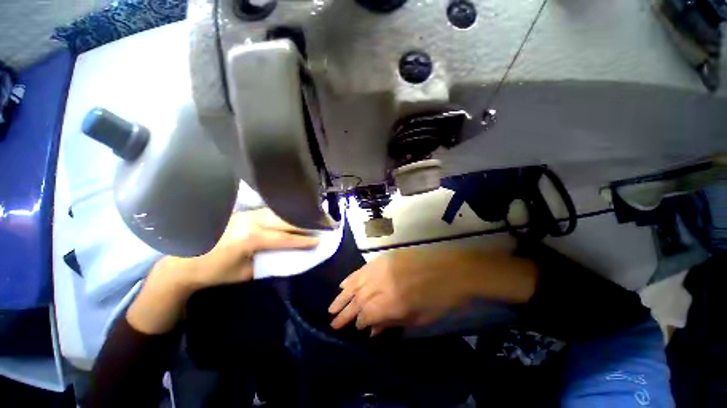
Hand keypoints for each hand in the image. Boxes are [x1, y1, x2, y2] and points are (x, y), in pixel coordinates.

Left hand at [173, 208, 320, 290]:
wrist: (183, 264)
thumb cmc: (215, 273)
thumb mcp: (246, 273)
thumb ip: (269, 261)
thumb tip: (289, 255)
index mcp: (250, 239)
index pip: (284, 238)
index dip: (303, 240)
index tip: (319, 240)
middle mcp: (250, 222)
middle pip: (284, 220)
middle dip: (304, 223)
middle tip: (320, 224)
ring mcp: (245, 215)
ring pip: (277, 213)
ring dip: (295, 216)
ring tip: (310, 218)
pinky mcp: (242, 214)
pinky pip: (268, 212)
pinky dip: (283, 214)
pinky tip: (291, 215)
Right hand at [328, 248, 537, 335]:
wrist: (451, 269)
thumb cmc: (440, 299)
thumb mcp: (419, 319)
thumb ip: (392, 323)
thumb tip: (372, 331)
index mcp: (392, 303)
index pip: (366, 315)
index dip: (358, 323)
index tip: (354, 328)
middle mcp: (382, 285)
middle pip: (358, 300)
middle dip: (345, 312)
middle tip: (332, 321)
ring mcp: (381, 268)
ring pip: (356, 283)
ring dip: (343, 295)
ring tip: (332, 306)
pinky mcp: (383, 258)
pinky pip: (363, 269)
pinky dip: (352, 278)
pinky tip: (343, 284)